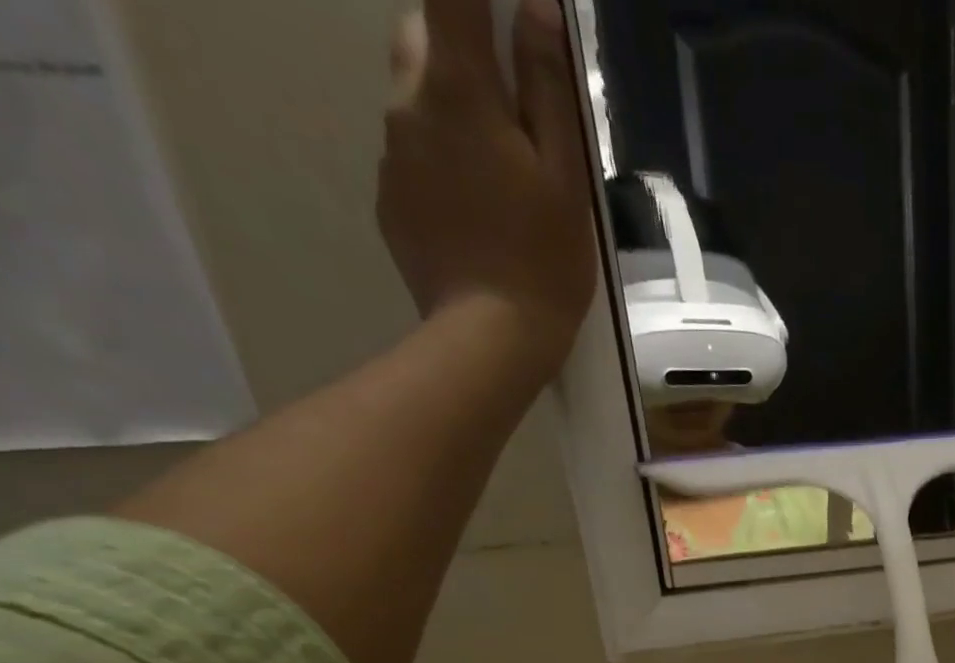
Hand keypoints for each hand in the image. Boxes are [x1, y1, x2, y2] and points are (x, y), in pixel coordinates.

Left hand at [378, 0, 597, 372]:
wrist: (490, 338)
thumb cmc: (543, 261)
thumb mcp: (565, 178)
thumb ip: (548, 90)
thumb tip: (536, 6)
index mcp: (459, 88)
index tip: (503, 8)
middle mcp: (408, 102)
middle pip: (423, 34)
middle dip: (462, 44)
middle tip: (510, 97)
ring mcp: (391, 153)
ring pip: (415, 98)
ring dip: (451, 109)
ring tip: (498, 173)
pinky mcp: (389, 200)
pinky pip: (411, 156)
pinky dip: (440, 163)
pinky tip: (476, 214)